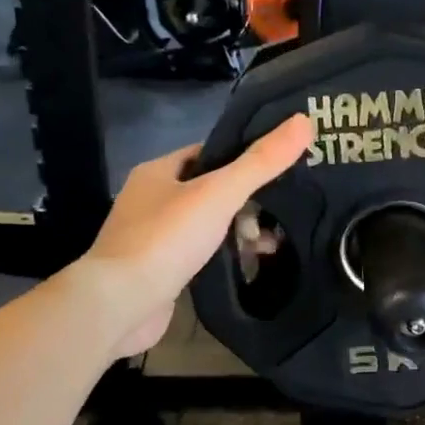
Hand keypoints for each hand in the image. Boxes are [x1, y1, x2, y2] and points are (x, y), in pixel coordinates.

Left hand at [80, 114, 312, 357]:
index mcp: (158, 171)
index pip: (209, 153)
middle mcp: (150, 199)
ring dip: (237, 231)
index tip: (281, 169)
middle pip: (210, 190)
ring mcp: (151, 237)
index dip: (245, 158)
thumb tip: (304, 121)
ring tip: (269, 245)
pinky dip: (222, 256)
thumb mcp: (219, 193)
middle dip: (246, 202)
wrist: (120, 304)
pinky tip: (245, 265)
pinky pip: (199, 253)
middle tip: (279, 215)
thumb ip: (261, 162)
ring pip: (206, 224)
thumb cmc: (167, 239)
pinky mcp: (157, 270)